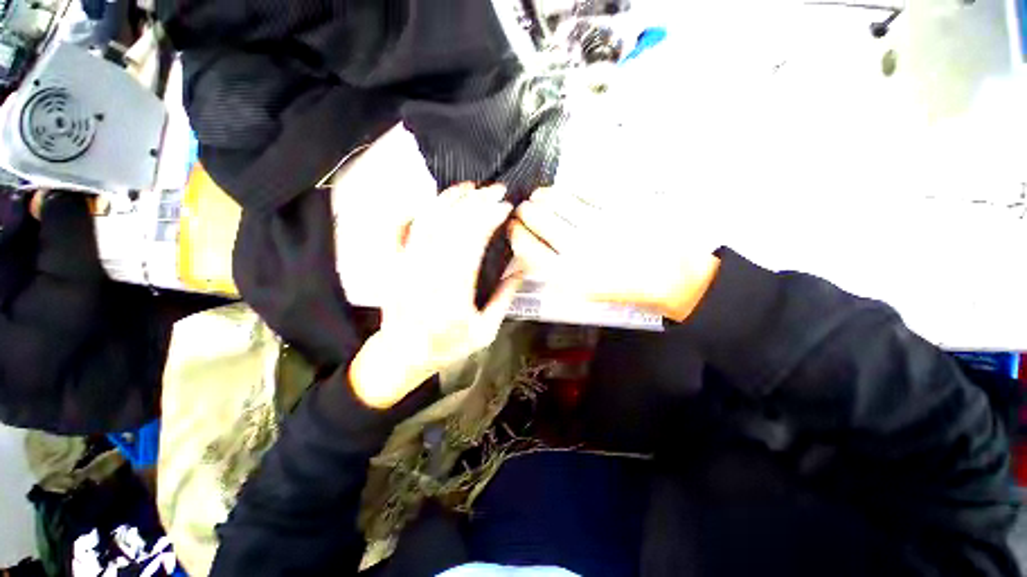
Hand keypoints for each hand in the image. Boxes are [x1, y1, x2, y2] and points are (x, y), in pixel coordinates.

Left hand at [350, 183, 521, 408]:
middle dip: (477, 201)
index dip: (490, 218)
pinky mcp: (393, 264)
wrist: (402, 355)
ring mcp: (405, 265)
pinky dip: (413, 212)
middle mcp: (426, 273)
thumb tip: (521, 269)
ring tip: (470, 187)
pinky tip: (429, 203)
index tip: (506, 206)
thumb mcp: (484, 332)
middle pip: (451, 225)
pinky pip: (398, 230)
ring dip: (449, 199)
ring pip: (427, 222)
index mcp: (452, 292)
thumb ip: (504, 299)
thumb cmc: (447, 346)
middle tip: (496, 190)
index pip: (472, 242)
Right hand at [509, 186, 720, 321]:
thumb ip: (552, 271)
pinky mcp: (619, 208)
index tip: (513, 227)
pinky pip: (583, 192)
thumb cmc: (621, 288)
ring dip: (543, 196)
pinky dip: (567, 190)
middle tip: (524, 209)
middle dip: (525, 211)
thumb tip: (529, 248)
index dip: (515, 233)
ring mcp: (600, 226)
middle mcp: (581, 250)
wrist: (669, 278)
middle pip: (537, 219)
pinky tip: (563, 193)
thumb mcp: (581, 292)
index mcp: (569, 276)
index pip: (527, 247)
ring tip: (540, 197)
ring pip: (557, 201)